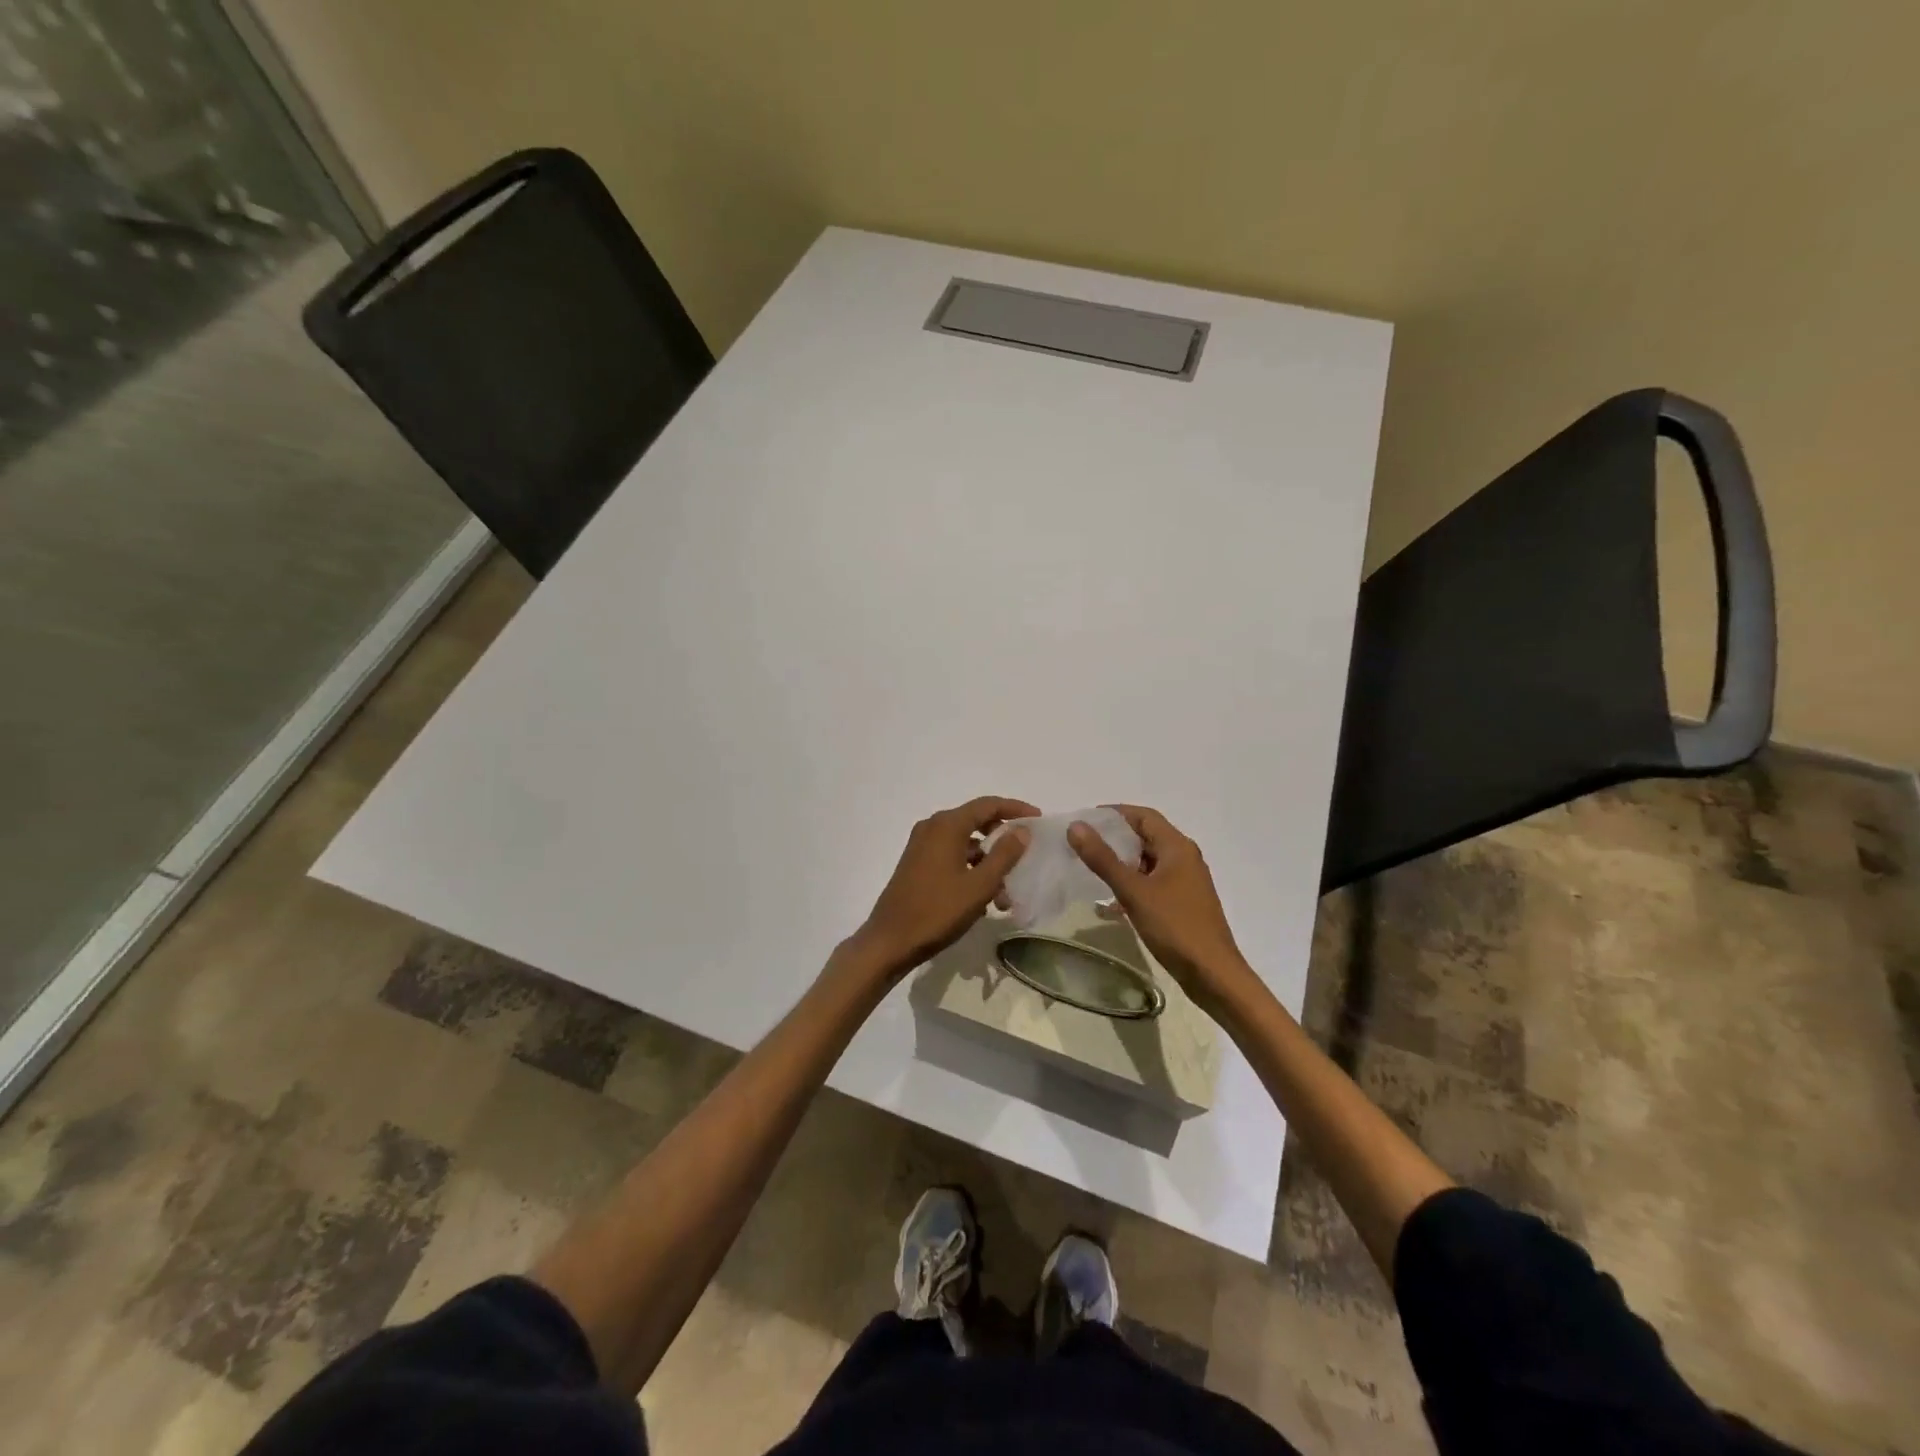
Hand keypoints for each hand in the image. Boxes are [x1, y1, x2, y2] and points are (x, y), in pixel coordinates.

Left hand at [848, 796, 1037, 979]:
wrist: (890, 940)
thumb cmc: (938, 911)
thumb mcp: (979, 885)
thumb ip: (1004, 855)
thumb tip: (1022, 831)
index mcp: (947, 825)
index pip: (988, 805)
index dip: (1015, 809)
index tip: (1038, 819)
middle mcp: (932, 827)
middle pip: (976, 821)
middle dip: (1002, 839)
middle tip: (1025, 853)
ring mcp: (921, 846)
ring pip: (965, 843)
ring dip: (988, 861)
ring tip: (1007, 892)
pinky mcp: (917, 863)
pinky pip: (952, 856)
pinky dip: (971, 869)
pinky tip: (983, 898)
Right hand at [1068, 805, 1260, 1020]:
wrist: (1213, 974)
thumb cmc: (1175, 926)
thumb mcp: (1133, 891)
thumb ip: (1103, 858)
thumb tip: (1076, 826)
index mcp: (1177, 847)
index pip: (1143, 816)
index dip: (1114, 814)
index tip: (1084, 821)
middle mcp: (1184, 858)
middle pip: (1145, 837)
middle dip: (1113, 838)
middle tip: (1081, 845)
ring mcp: (1185, 882)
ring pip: (1147, 862)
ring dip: (1121, 863)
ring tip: (1088, 870)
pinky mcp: (1182, 903)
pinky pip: (1152, 883)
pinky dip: (1131, 885)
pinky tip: (1110, 903)